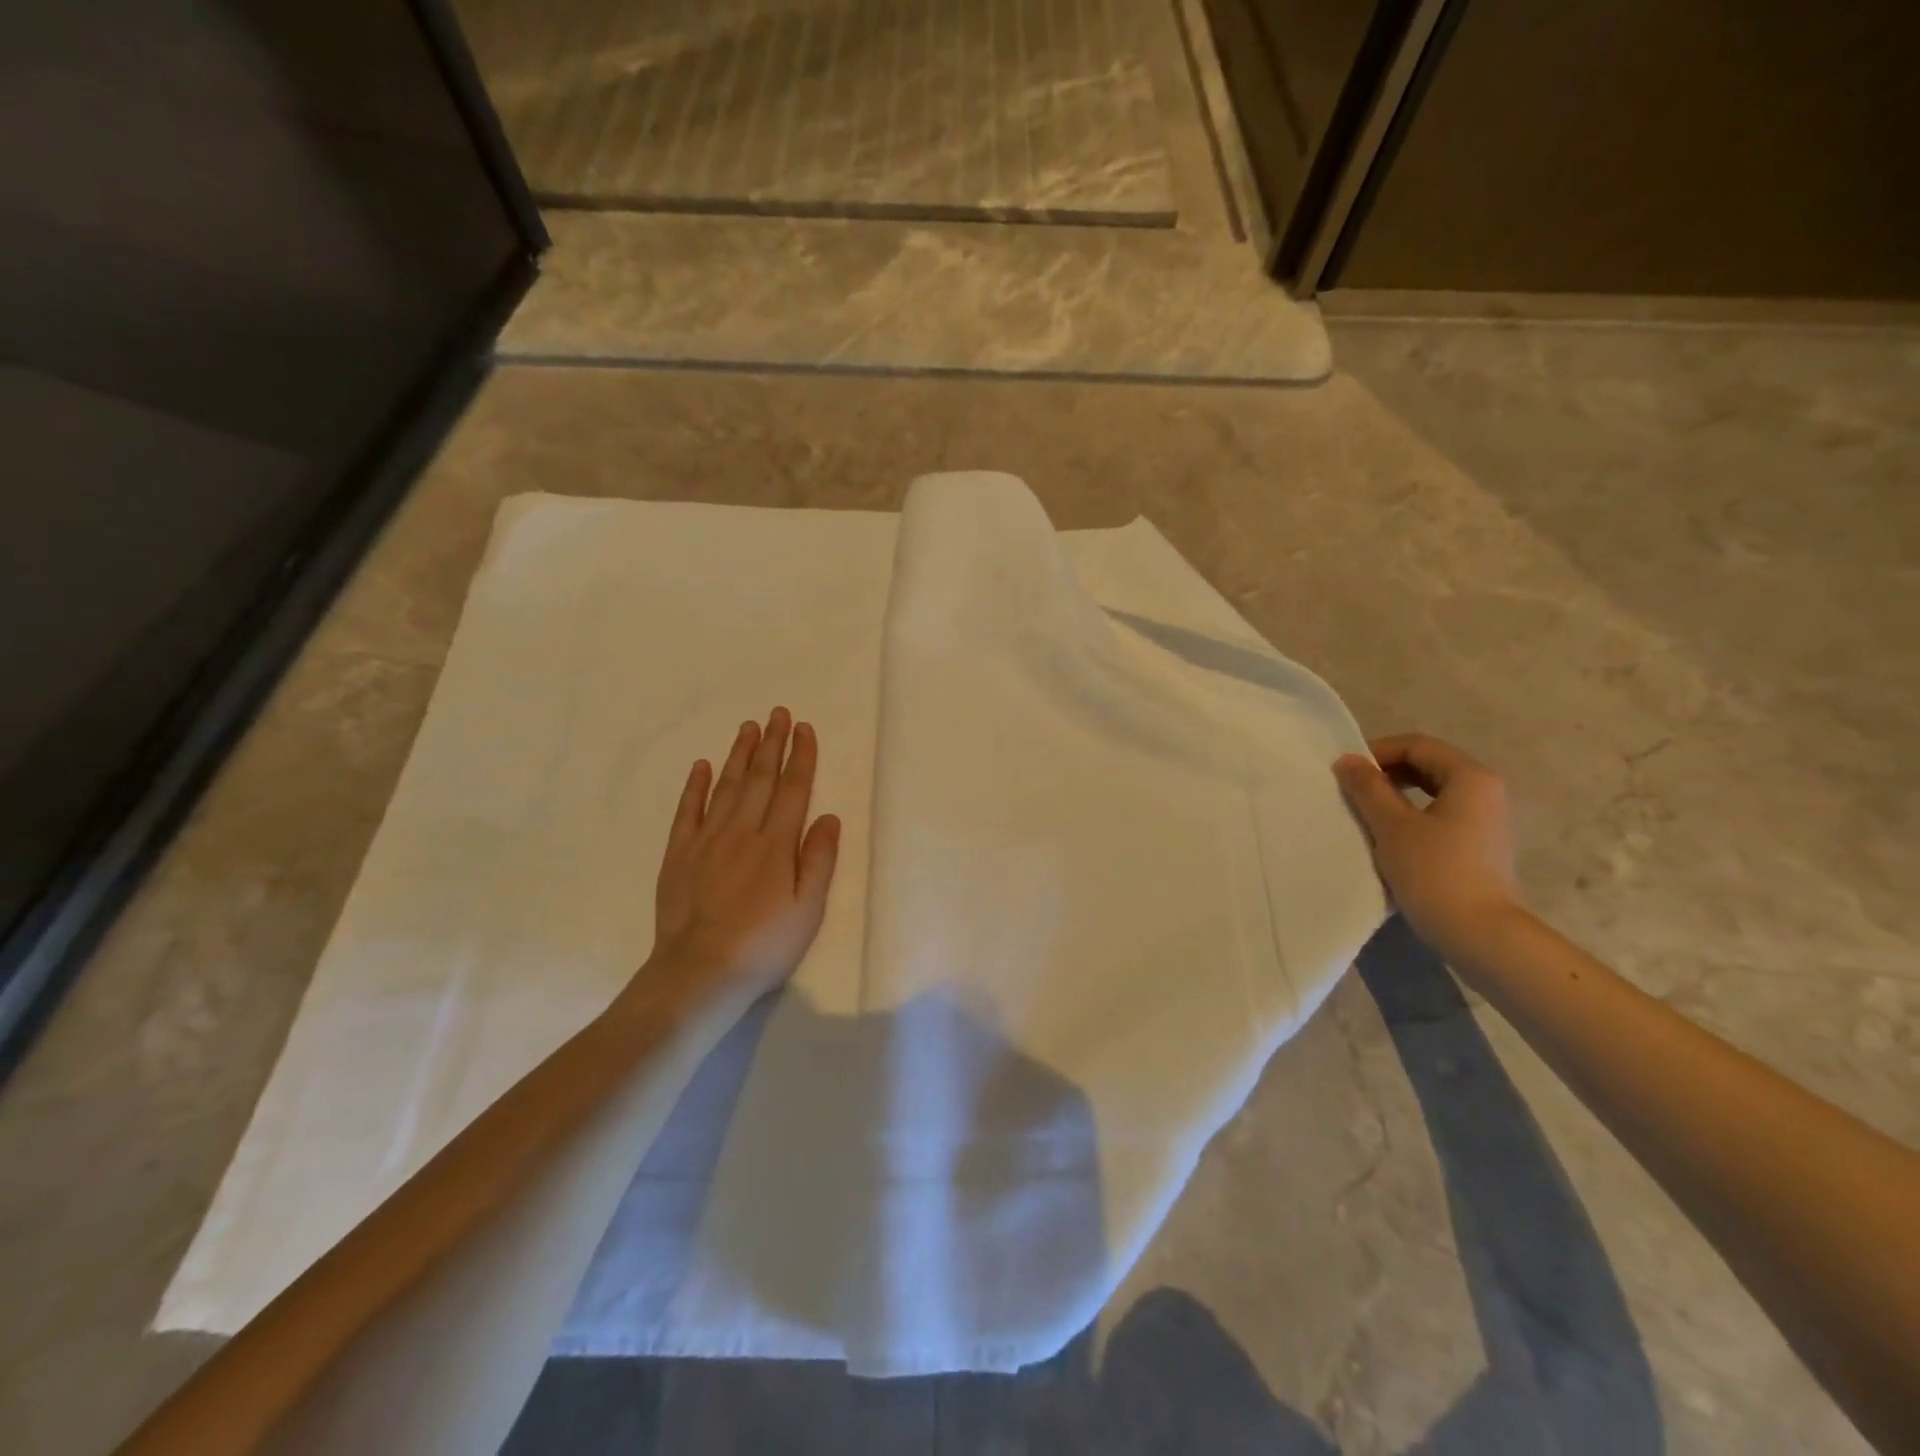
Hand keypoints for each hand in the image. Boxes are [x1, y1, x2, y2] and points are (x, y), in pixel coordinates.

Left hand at [646, 707, 839, 1000]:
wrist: (700, 972)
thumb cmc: (764, 944)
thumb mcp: (808, 908)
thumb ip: (819, 859)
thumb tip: (828, 816)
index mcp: (777, 844)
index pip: (793, 789)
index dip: (801, 757)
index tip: (804, 729)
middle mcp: (743, 831)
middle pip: (761, 779)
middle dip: (772, 744)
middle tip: (778, 713)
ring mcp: (707, 840)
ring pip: (726, 786)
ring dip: (739, 755)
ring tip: (749, 728)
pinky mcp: (679, 854)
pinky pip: (688, 811)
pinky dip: (695, 786)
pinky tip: (702, 765)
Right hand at [1333, 733, 1523, 961]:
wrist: (1481, 934)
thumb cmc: (1434, 871)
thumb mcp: (1392, 826)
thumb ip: (1368, 788)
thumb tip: (1348, 760)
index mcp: (1470, 777)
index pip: (1417, 745)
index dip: (1377, 752)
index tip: (1345, 772)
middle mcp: (1485, 791)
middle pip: (1428, 765)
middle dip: (1386, 773)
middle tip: (1352, 790)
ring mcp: (1486, 820)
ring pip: (1433, 791)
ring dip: (1396, 795)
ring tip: (1365, 813)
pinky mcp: (1480, 845)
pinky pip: (1440, 814)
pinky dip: (1412, 815)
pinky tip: (1389, 836)